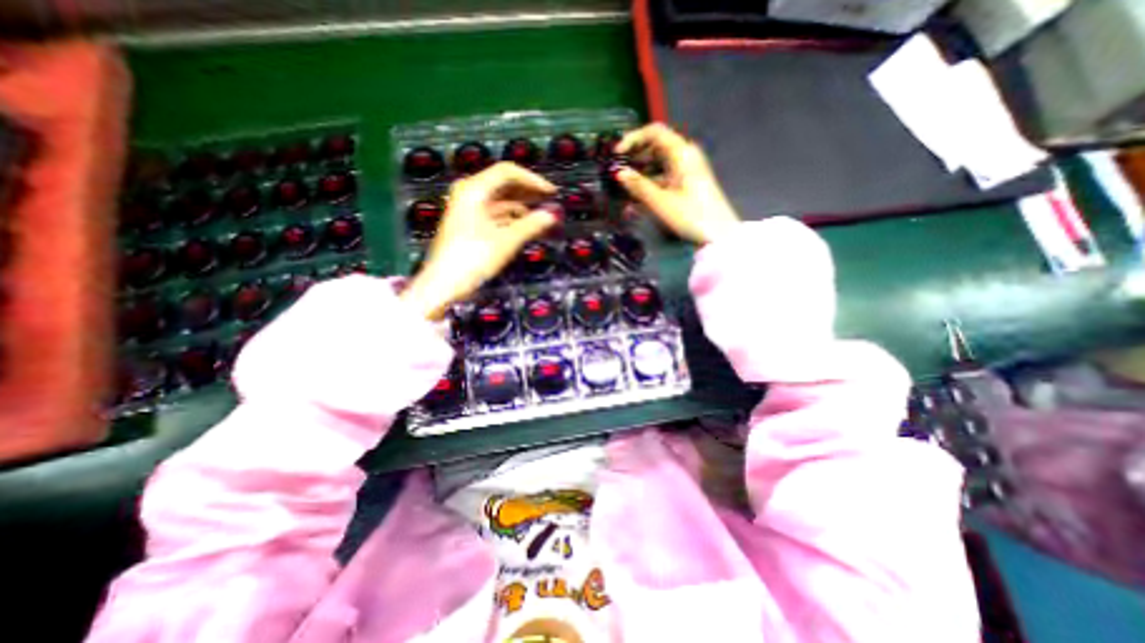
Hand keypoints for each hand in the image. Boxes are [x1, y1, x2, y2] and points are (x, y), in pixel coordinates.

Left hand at [401, 160, 558, 317]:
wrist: (443, 284)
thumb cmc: (472, 259)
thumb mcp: (506, 241)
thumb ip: (531, 225)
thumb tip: (552, 214)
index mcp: (474, 190)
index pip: (507, 172)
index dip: (533, 180)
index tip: (552, 192)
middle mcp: (469, 194)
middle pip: (503, 184)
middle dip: (528, 192)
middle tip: (550, 201)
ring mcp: (467, 209)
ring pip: (500, 200)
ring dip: (521, 206)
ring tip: (541, 215)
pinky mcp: (469, 224)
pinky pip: (495, 213)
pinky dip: (511, 217)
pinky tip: (525, 226)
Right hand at [618, 121, 743, 243]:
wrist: (718, 234)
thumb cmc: (691, 216)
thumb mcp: (661, 202)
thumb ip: (638, 186)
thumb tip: (619, 173)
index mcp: (682, 153)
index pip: (654, 132)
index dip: (633, 138)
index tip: (617, 153)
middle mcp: (685, 156)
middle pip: (655, 146)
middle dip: (634, 156)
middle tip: (617, 170)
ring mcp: (686, 169)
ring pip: (658, 162)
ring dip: (640, 171)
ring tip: (623, 185)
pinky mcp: (686, 183)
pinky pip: (663, 175)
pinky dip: (649, 181)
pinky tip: (637, 196)